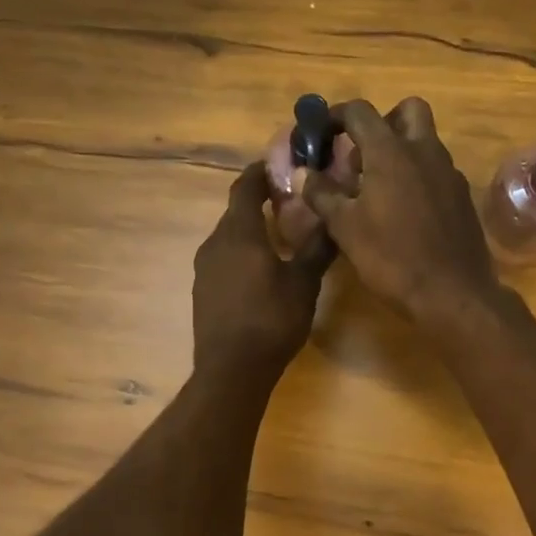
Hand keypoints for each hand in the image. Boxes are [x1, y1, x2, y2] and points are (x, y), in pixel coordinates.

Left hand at [193, 162, 333, 383]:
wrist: (232, 369)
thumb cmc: (271, 320)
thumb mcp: (303, 283)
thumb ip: (316, 248)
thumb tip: (332, 219)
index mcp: (239, 233)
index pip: (244, 187)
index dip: (260, 172)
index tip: (278, 165)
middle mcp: (215, 243)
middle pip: (235, 212)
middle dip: (259, 203)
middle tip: (289, 203)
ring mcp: (204, 268)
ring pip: (229, 238)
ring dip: (251, 232)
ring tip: (279, 238)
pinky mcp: (203, 291)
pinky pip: (224, 260)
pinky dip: (241, 255)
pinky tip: (261, 271)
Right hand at [301, 97, 499, 334]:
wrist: (452, 294)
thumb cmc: (391, 258)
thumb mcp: (345, 228)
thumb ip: (322, 195)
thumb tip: (304, 173)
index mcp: (390, 152)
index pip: (360, 112)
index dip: (336, 115)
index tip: (321, 131)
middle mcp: (425, 151)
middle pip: (407, 110)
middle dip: (383, 121)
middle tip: (362, 152)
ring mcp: (449, 173)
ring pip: (426, 141)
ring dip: (401, 150)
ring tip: (377, 187)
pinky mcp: (462, 197)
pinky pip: (438, 171)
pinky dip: (419, 176)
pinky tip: (405, 211)